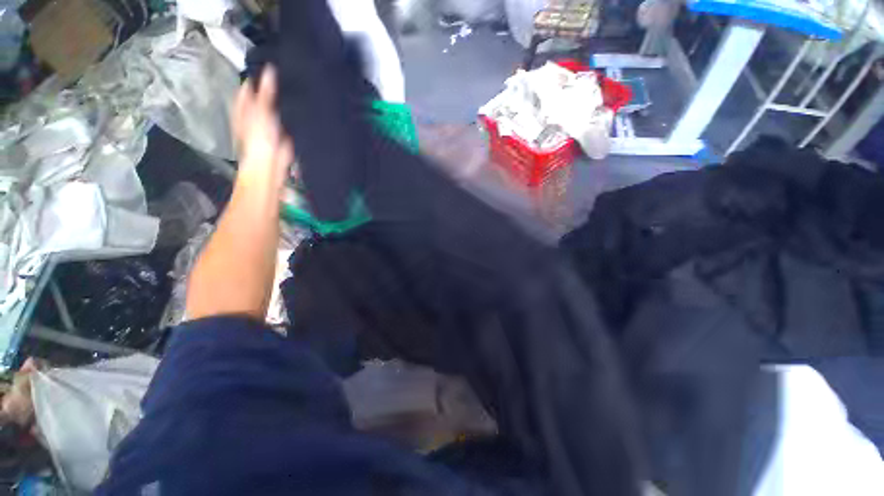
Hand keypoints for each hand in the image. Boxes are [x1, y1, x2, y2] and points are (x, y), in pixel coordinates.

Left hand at [232, 66, 293, 191]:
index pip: (249, 86)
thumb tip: (270, 70)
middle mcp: (255, 113)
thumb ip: (266, 92)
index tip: (271, 66)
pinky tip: (302, 109)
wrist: (272, 163)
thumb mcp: (261, 110)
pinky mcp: (284, 134)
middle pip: (263, 96)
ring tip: (297, 89)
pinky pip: (288, 120)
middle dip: (273, 88)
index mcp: (244, 106)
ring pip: (277, 108)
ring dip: (284, 102)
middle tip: (287, 75)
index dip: (258, 77)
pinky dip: (294, 115)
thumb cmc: (259, 138)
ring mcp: (269, 124)